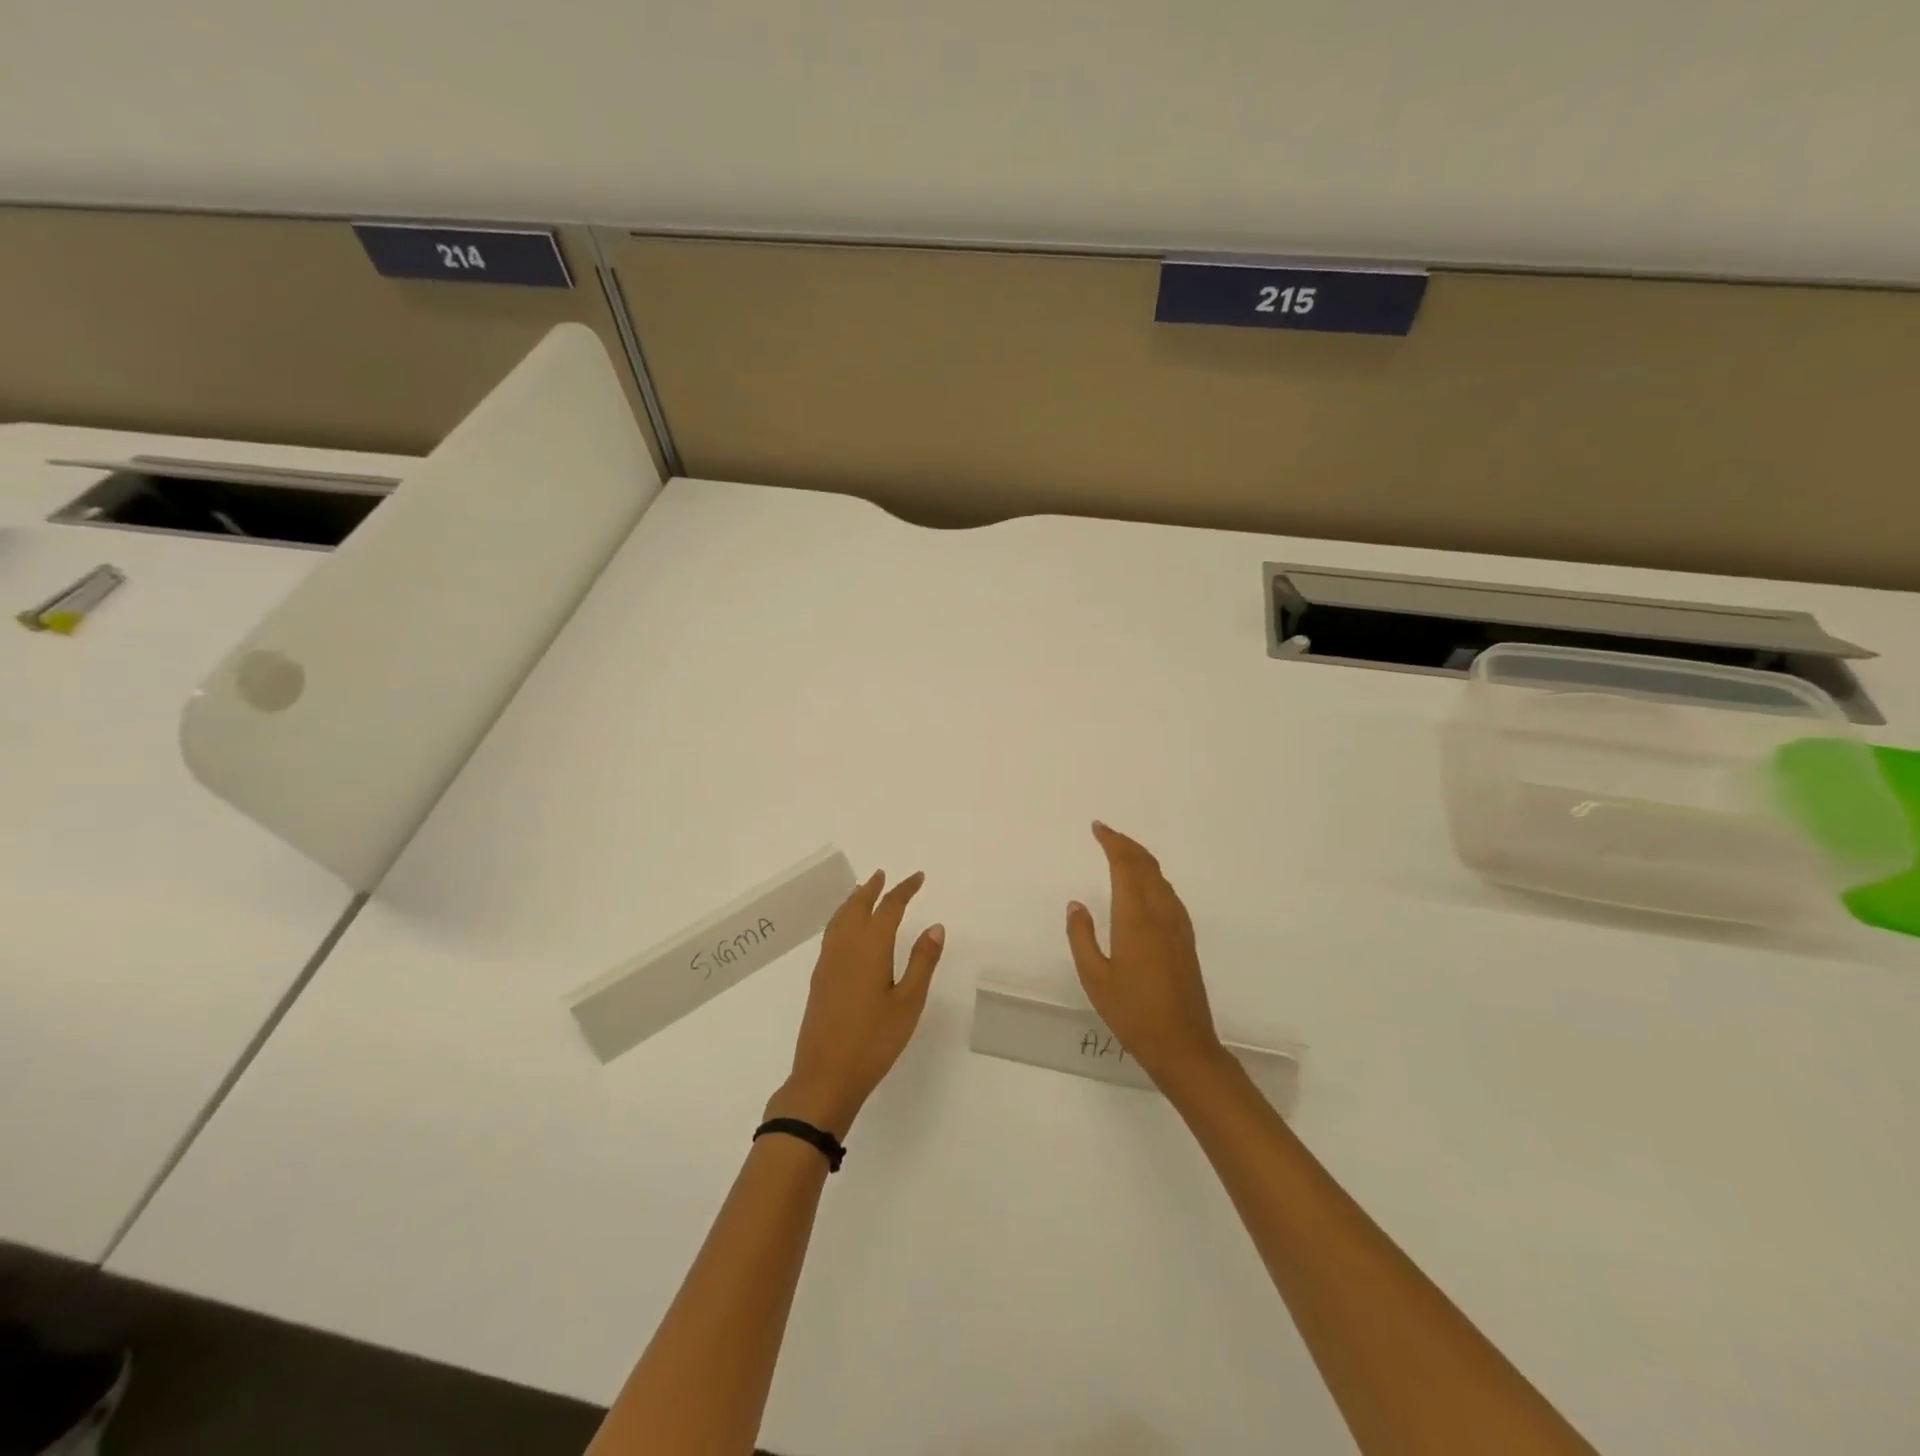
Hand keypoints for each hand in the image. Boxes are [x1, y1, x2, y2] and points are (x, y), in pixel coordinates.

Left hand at [767, 870, 944, 1137]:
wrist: (825, 1077)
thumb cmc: (874, 1041)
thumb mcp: (908, 1003)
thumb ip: (922, 962)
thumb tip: (935, 926)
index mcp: (870, 948)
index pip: (888, 908)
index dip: (903, 890)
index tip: (918, 878)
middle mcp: (845, 948)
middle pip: (857, 907)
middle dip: (872, 889)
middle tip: (883, 875)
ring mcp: (828, 963)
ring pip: (840, 919)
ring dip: (853, 901)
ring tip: (863, 892)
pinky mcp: (819, 980)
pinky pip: (831, 934)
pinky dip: (842, 919)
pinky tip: (846, 930)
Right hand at [1066, 823, 1227, 1090]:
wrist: (1183, 1045)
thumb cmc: (1132, 1012)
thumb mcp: (1094, 977)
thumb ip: (1082, 936)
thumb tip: (1076, 905)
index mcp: (1136, 918)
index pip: (1125, 866)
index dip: (1112, 842)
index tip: (1097, 828)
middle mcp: (1160, 914)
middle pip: (1146, 866)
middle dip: (1127, 845)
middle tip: (1106, 834)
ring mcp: (1178, 927)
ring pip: (1161, 879)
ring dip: (1142, 859)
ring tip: (1122, 854)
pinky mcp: (1186, 941)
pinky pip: (1169, 894)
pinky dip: (1153, 878)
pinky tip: (1145, 888)